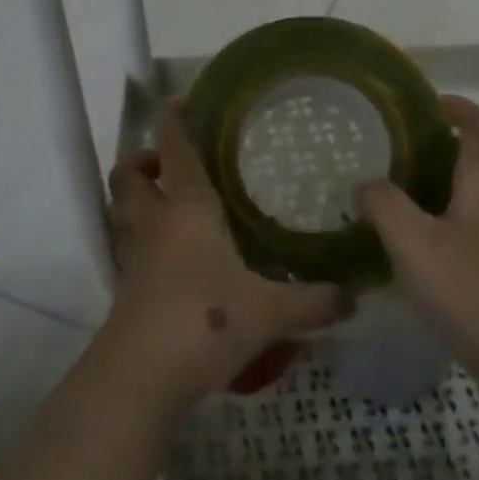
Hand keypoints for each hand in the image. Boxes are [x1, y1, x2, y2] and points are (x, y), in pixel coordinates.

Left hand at [104, 102, 349, 408]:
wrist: (139, 379)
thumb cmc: (204, 323)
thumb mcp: (270, 312)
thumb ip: (315, 302)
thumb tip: (355, 297)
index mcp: (187, 209)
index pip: (175, 149)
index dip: (174, 120)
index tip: (181, 100)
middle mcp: (154, 223)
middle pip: (131, 173)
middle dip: (145, 158)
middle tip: (174, 162)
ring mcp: (134, 256)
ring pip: (122, 209)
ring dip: (139, 195)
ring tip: (172, 201)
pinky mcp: (126, 288)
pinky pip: (128, 245)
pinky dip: (143, 236)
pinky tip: (174, 254)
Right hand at [357, 95, 478, 387]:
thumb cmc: (468, 287)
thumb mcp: (412, 241)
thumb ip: (384, 205)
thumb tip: (365, 184)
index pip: (477, 125)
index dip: (456, 106)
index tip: (426, 101)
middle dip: (457, 139)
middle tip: (415, 142)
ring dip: (456, 175)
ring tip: (413, 183)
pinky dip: (457, 207)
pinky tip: (427, 232)